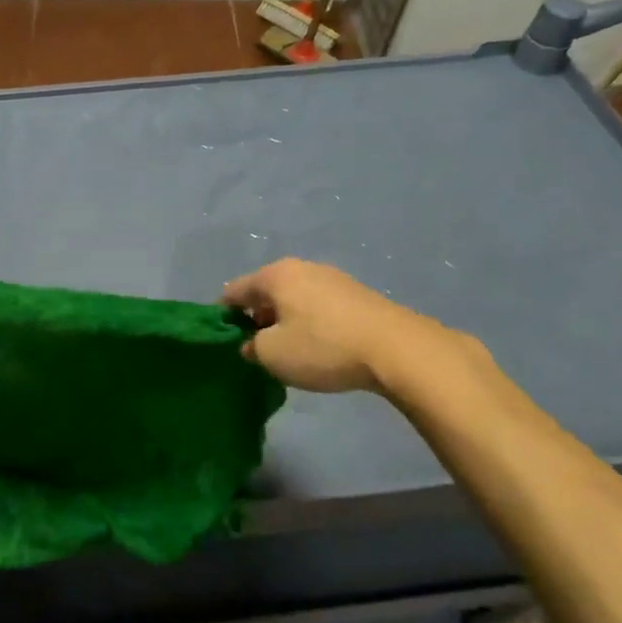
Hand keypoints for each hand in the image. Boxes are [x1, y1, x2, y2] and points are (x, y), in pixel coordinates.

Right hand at [221, 258, 485, 398]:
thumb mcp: (273, 355)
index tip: (224, 341)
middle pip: (265, 292)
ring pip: (293, 299)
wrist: (397, 349)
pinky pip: (318, 306)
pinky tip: (318, 347)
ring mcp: (333, 279)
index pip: (234, 291)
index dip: (223, 316)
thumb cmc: (323, 347)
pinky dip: (310, 323)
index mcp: (275, 275)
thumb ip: (251, 347)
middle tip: (255, 350)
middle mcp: (302, 268)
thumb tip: (251, 343)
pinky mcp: (357, 295)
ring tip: (288, 351)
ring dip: (284, 321)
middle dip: (256, 318)